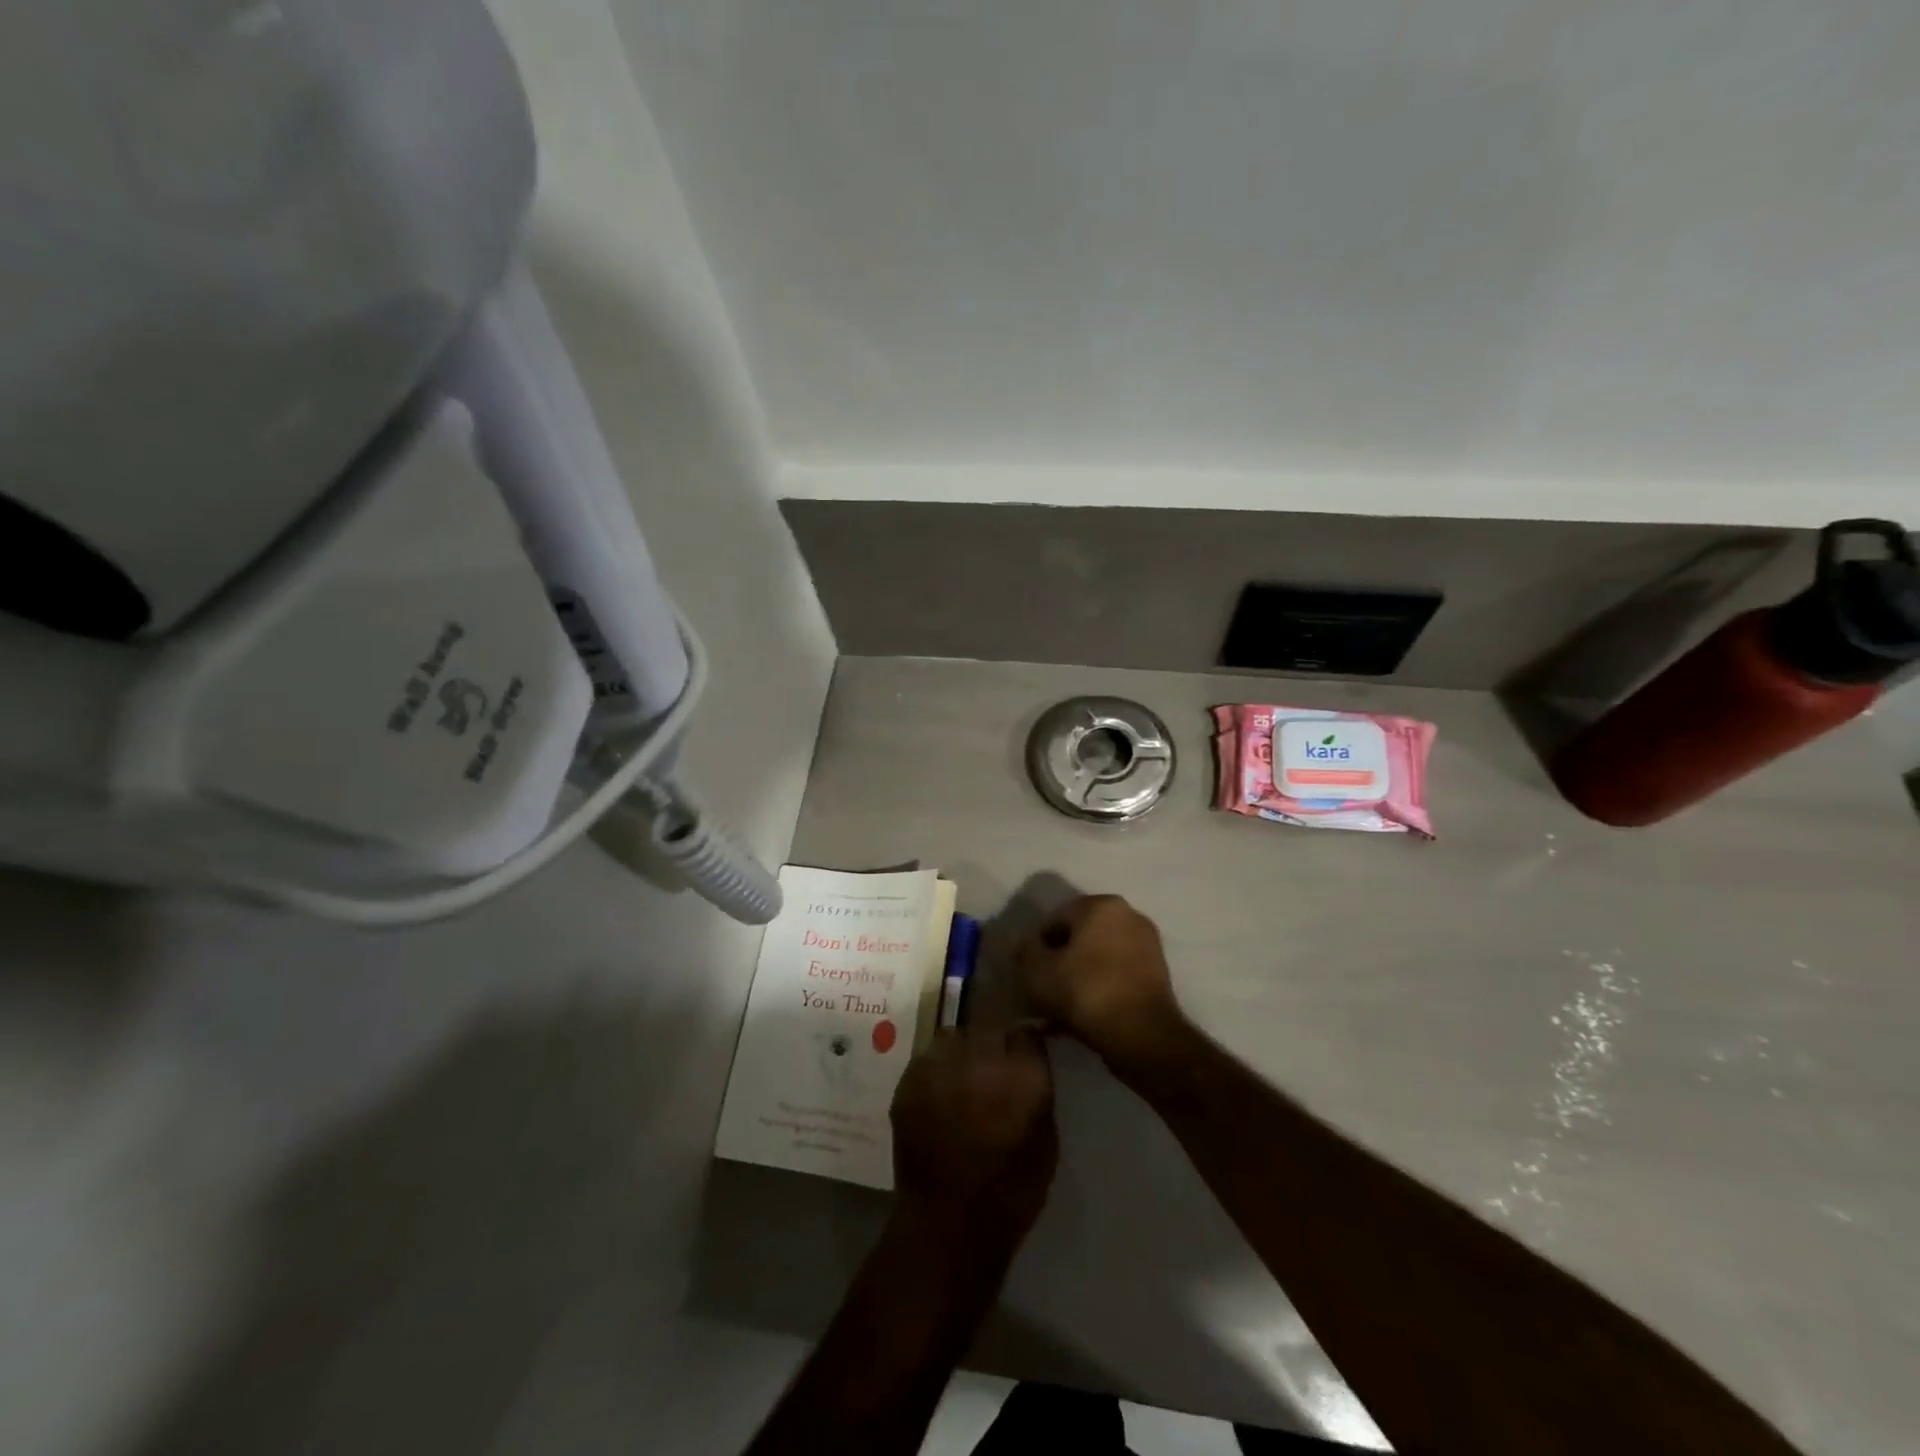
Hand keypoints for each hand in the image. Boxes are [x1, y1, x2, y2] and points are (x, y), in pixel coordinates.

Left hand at [890, 1027, 1057, 1246]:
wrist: (948, 1224)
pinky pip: (926, 1058)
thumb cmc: (1010, 1192)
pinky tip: (938, 1093)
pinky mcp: (909, 1080)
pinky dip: (934, 1069)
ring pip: (953, 1036)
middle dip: (992, 1043)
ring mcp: (941, 1066)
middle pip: (988, 1027)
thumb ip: (1038, 1090)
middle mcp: (981, 1058)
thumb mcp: (1046, 1141)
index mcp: (1023, 1074)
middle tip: (991, 1067)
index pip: (1026, 1032)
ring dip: (961, 1051)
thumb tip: (1030, 1061)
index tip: (1021, 1055)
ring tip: (961, 1076)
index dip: (1023, 1044)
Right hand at [1017, 894, 1188, 1073]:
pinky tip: (1080, 1019)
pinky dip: (1097, 992)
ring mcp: (1146, 946)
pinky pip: (1114, 977)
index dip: (1036, 947)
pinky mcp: (1156, 976)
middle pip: (1078, 939)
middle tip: (1041, 993)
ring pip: (1096, 960)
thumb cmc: (1086, 992)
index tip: (1028, 975)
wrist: (1143, 1036)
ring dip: (1075, 981)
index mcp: (1101, 905)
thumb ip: (1024, 951)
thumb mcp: (1038, 971)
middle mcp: (1128, 916)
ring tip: (1057, 1013)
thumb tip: (1021, 944)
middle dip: (1057, 964)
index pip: (1055, 919)